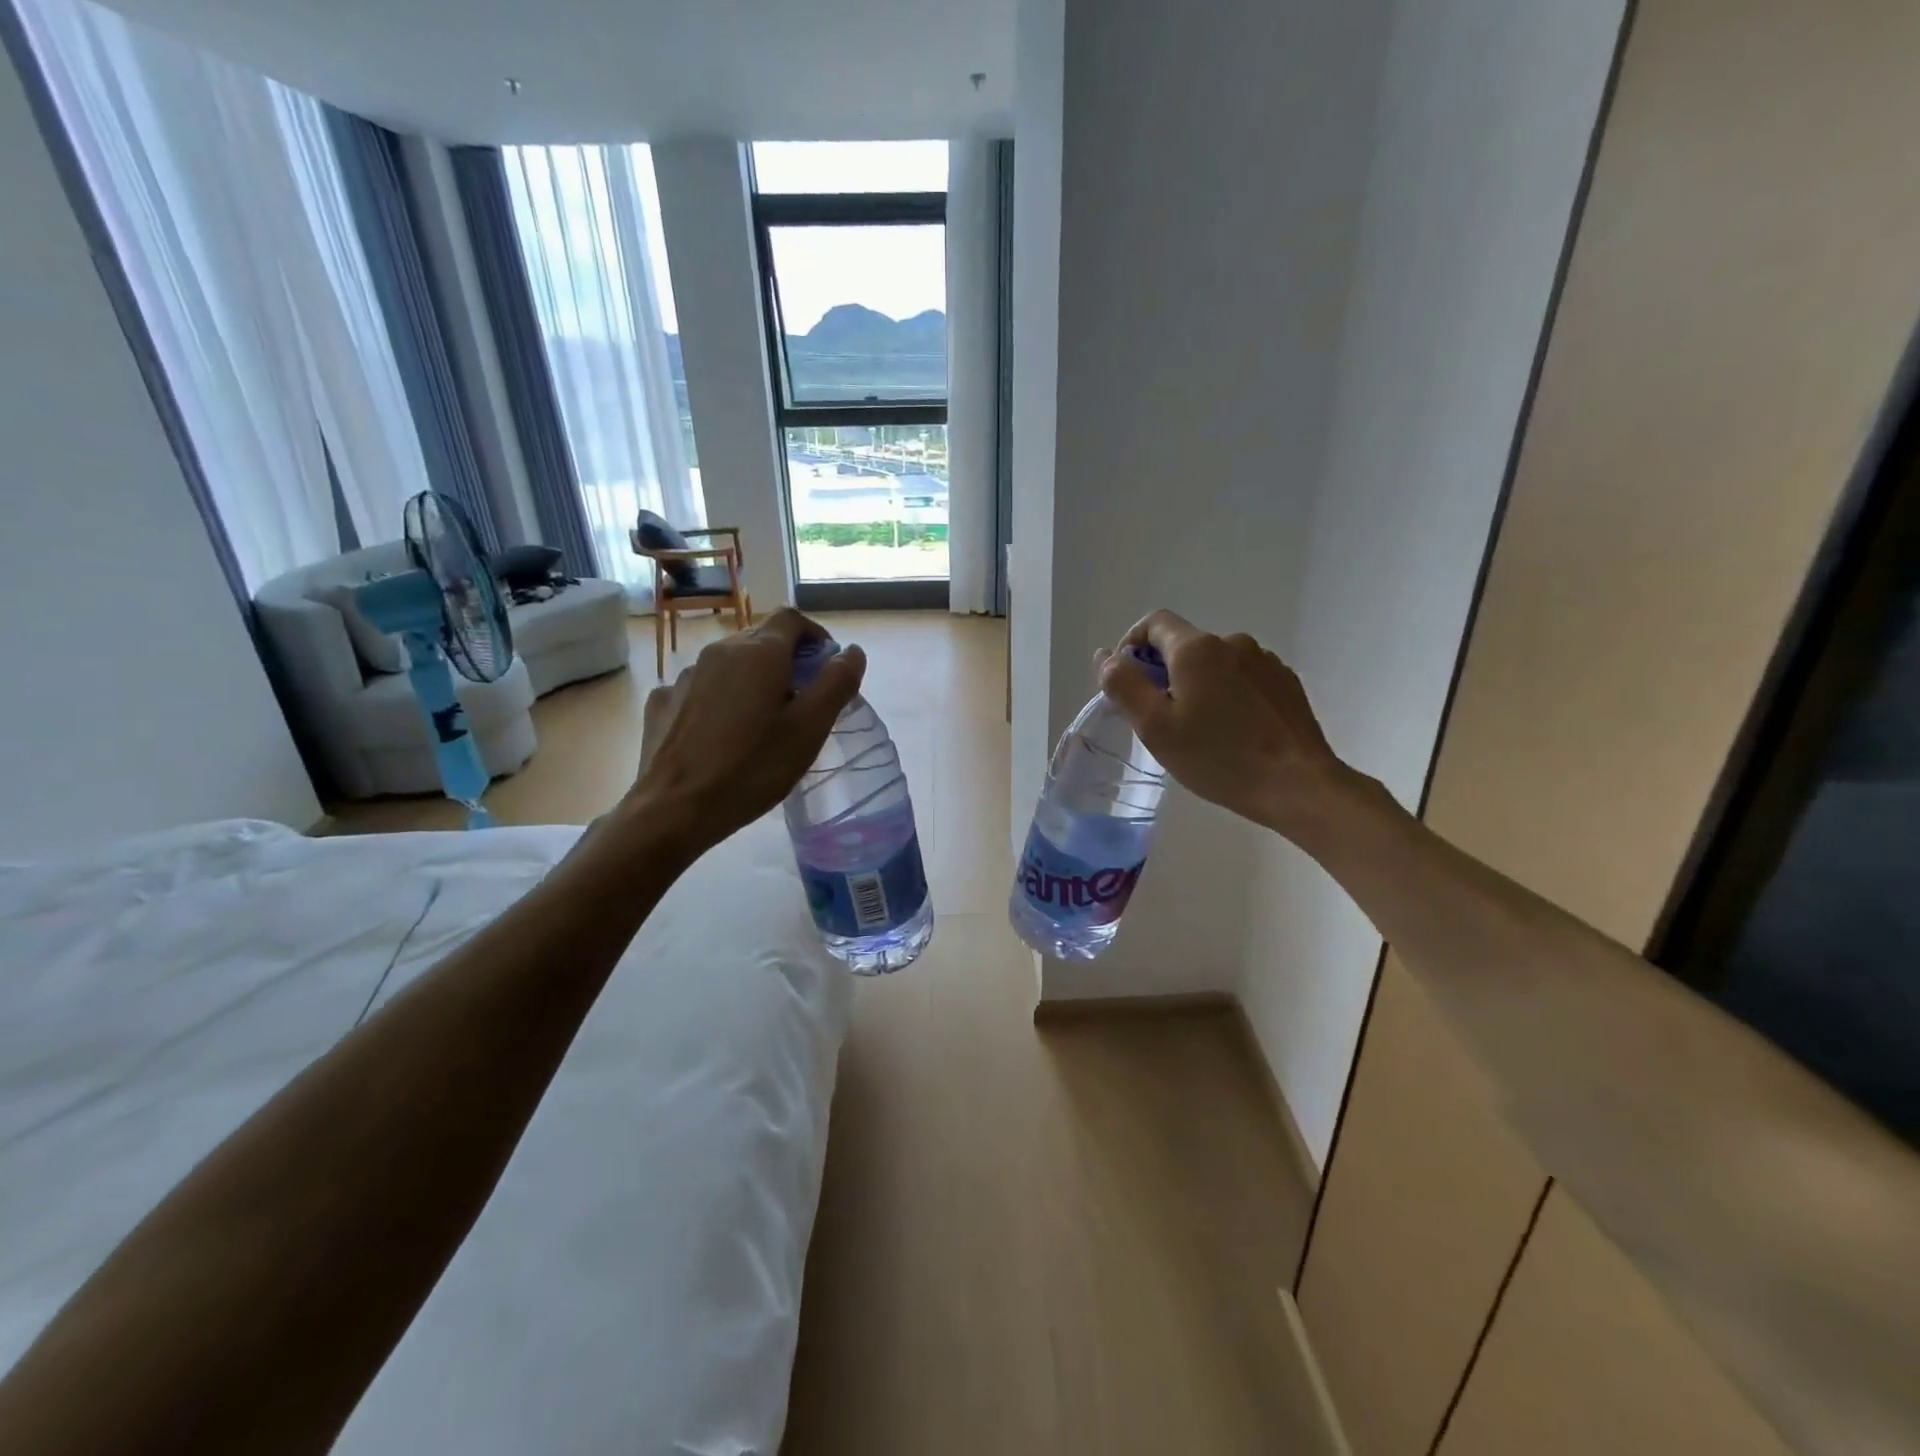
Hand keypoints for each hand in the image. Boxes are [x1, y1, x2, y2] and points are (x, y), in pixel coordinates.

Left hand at [628, 609, 865, 855]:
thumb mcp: (809, 729)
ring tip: (761, 723)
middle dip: (787, 660)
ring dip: (752, 681)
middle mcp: (719, 652)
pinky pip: (701, 689)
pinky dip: (719, 700)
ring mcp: (685, 676)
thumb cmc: (752, 768)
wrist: (673, 809)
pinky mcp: (662, 703)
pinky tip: (721, 735)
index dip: (816, 636)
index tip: (827, 668)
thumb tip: (851, 651)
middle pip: (761, 639)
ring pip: (730, 665)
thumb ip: (836, 683)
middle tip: (802, 702)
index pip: (793, 618)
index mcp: (759, 653)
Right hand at [1098, 610, 1355, 841]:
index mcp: (1196, 649)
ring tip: (1201, 729)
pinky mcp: (1285, 683)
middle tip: (1162, 719)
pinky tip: (1234, 731)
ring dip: (1199, 685)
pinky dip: (1229, 694)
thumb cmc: (1218, 757)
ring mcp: (1264, 661)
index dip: (1132, 645)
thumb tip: (1107, 656)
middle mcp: (1232, 643)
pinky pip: (1243, 678)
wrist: (1297, 784)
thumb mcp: (1155, 727)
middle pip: (1184, 645)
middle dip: (1165, 673)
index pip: (1154, 623)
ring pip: (1215, 664)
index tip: (1129, 682)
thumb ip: (1124, 685)